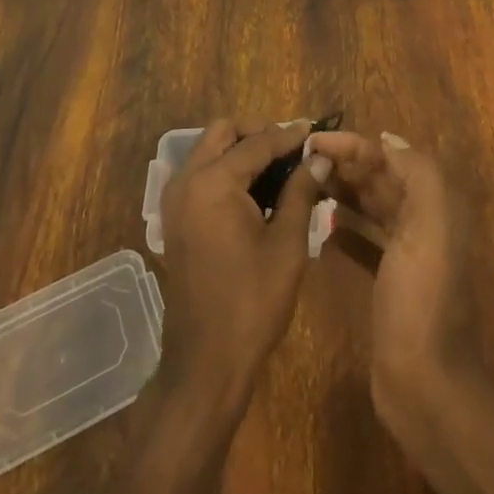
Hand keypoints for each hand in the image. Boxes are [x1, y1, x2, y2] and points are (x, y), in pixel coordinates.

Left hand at [157, 119, 323, 410]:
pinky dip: (226, 169)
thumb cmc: (252, 303)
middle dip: (258, 133)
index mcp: (213, 183)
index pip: (257, 143)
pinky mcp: (174, 218)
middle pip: (223, 133)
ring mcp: (175, 200)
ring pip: (209, 150)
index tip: (316, 131)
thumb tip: (320, 156)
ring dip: (241, 149)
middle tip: (293, 148)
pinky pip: (201, 174)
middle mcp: (186, 181)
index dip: (290, 136)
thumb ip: (301, 192)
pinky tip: (257, 190)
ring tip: (280, 167)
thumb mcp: (287, 245)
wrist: (206, 362)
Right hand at [307, 131, 477, 420]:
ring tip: (304, 182)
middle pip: (380, 178)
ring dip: (342, 190)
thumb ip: (418, 174)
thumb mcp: (429, 225)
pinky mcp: (389, 279)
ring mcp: (406, 252)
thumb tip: (387, 140)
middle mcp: (424, 221)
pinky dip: (345, 226)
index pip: (390, 157)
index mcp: (436, 204)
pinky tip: (320, 222)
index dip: (354, 144)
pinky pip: (365, 238)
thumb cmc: (421, 297)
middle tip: (301, 160)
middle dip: (345, 163)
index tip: (312, 141)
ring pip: (371, 205)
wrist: (424, 380)